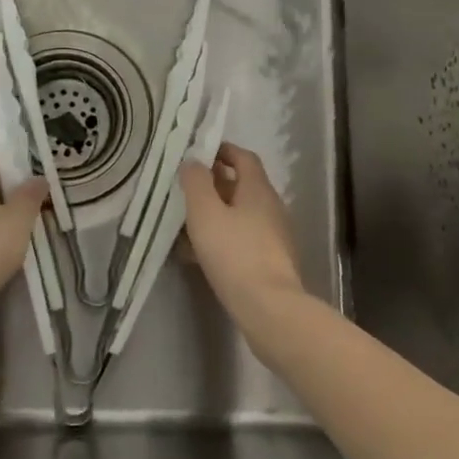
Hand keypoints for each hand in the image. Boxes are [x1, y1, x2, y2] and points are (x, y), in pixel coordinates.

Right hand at [179, 144, 305, 313]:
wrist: (269, 308)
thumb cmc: (234, 253)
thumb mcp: (205, 213)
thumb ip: (196, 182)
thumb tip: (193, 161)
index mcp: (258, 189)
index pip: (243, 157)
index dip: (222, 150)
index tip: (198, 152)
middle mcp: (271, 207)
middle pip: (242, 186)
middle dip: (213, 184)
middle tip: (185, 189)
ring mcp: (274, 236)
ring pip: (240, 215)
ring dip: (215, 214)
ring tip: (185, 223)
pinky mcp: (271, 261)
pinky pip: (242, 239)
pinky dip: (221, 238)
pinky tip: (198, 254)